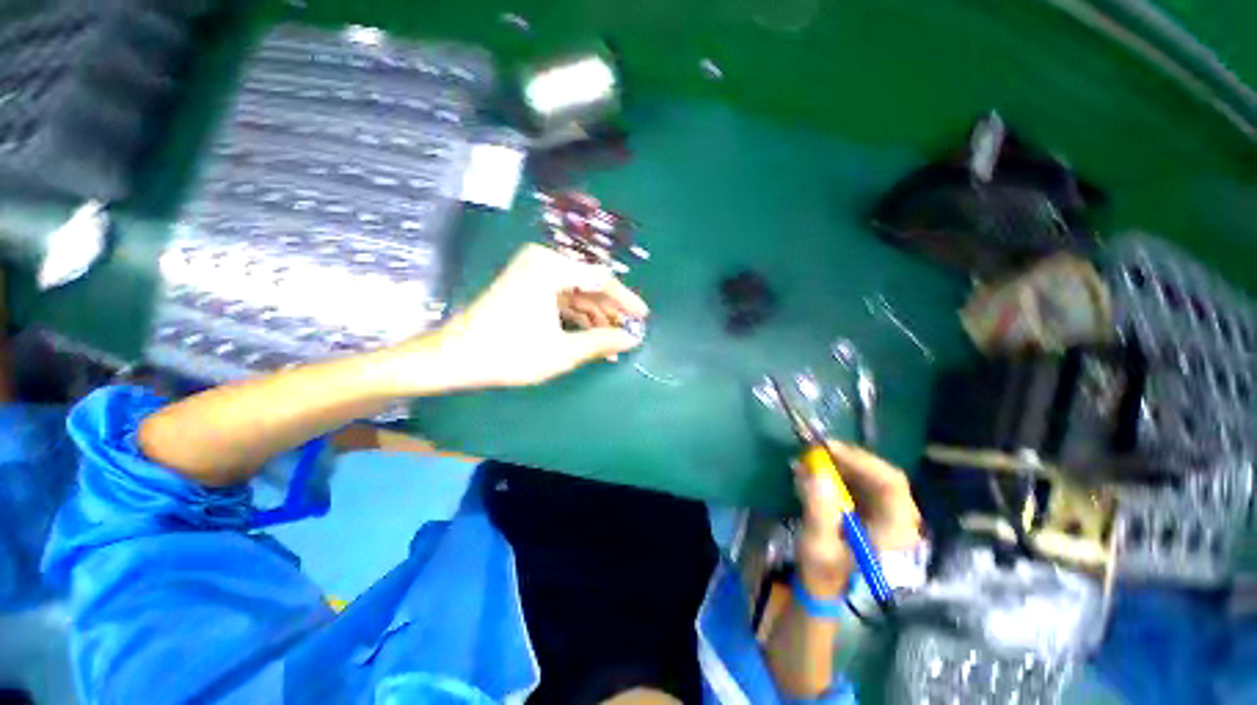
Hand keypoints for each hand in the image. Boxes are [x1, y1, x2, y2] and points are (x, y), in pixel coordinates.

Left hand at [402, 244, 648, 390]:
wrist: (456, 357)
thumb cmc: (510, 353)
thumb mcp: (562, 351)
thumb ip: (601, 342)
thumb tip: (631, 339)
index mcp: (550, 268)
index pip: (600, 280)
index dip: (624, 300)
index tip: (642, 317)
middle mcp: (542, 262)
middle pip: (588, 286)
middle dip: (609, 312)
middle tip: (628, 333)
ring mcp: (532, 273)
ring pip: (576, 294)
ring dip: (594, 318)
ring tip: (611, 343)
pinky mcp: (527, 286)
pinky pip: (561, 299)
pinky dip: (576, 318)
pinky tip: (590, 337)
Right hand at [793, 442, 921, 595]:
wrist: (825, 588)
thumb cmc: (824, 571)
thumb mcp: (817, 545)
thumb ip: (819, 511)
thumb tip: (816, 473)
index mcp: (896, 531)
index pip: (891, 483)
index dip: (860, 460)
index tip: (827, 448)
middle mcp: (900, 519)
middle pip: (880, 476)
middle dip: (845, 460)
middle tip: (813, 452)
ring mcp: (887, 515)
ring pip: (868, 477)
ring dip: (838, 465)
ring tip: (809, 463)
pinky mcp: (872, 512)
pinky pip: (859, 483)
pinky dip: (837, 474)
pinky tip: (814, 474)